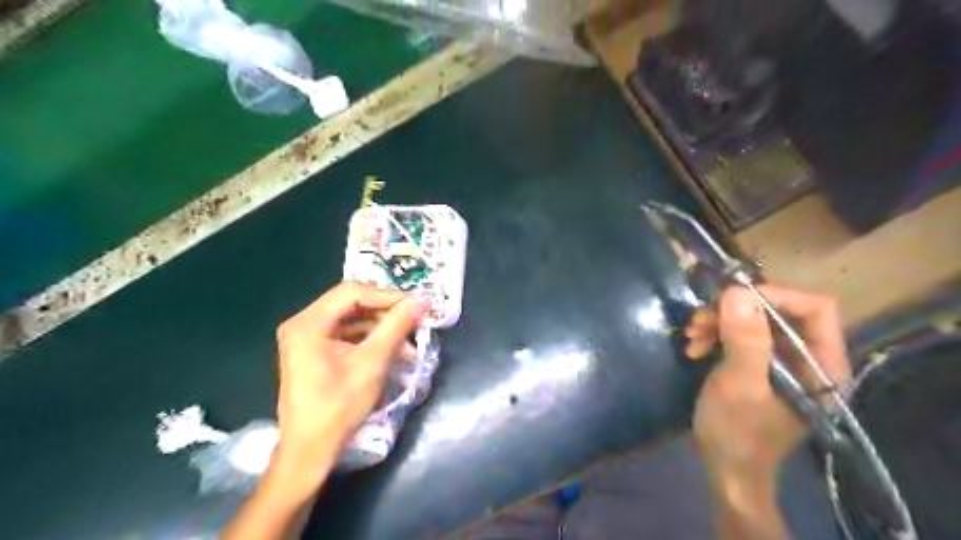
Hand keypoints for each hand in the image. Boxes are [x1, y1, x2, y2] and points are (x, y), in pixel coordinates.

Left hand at [270, 283, 426, 496]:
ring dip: (382, 329)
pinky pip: (347, 334)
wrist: (309, 451)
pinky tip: (393, 352)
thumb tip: (421, 300)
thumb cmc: (338, 407)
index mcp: (308, 323)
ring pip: (352, 319)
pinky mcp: (314, 351)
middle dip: (386, 314)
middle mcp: (303, 323)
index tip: (416, 307)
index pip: (353, 292)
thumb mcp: (372, 364)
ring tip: (410, 345)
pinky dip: (370, 341)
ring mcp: (307, 337)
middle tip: (415, 324)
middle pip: (352, 303)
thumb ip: (396, 327)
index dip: (387, 296)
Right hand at [682, 286, 846, 505]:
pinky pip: (739, 334)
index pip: (815, 309)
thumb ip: (745, 340)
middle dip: (735, 310)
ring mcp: (781, 360)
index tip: (732, 298)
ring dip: (719, 321)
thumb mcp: (740, 385)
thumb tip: (737, 291)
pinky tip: (694, 347)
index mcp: (822, 364)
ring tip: (692, 333)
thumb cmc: (738, 432)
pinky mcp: (758, 363)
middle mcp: (807, 357)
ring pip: (754, 320)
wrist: (724, 465)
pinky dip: (715, 335)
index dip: (775, 296)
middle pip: (778, 311)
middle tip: (701, 318)